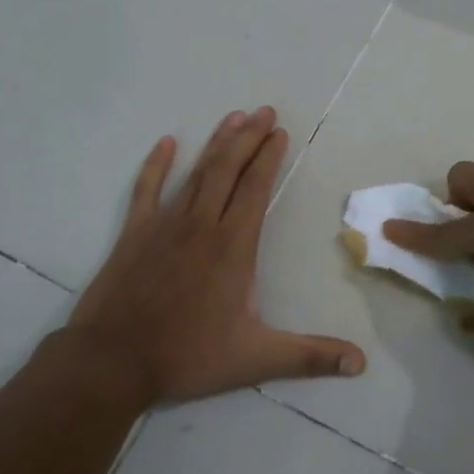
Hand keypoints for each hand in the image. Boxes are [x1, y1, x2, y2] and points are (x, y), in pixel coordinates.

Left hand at [45, 107, 365, 405]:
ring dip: (216, 144)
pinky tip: (166, 143)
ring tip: (234, 117)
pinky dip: (157, 165)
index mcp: (233, 246)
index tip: (280, 132)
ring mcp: (165, 225)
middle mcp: (201, 225)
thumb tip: (361, 363)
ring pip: (196, 174)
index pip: (256, 190)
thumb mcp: (256, 359)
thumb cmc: (187, 355)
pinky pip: (147, 190)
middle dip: (249, 138)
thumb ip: (310, 356)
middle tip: (264, 111)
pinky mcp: (134, 234)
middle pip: (228, 170)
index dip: (269, 158)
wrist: (112, 361)